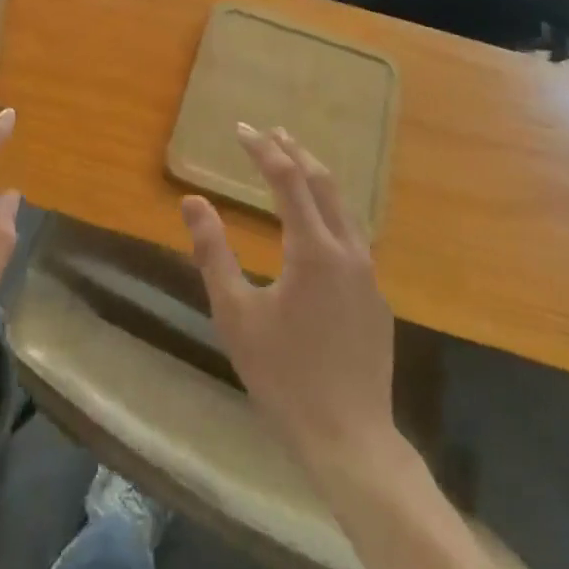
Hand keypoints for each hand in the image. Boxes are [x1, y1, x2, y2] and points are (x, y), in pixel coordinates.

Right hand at [182, 125, 395, 470]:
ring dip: (316, 180)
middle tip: (272, 132)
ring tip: (294, 165)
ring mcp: (368, 274)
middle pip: (323, 183)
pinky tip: (317, 226)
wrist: (350, 439)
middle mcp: (347, 250)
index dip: (263, 149)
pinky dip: (329, 212)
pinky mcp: (376, 298)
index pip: (286, 179)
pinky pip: (352, 237)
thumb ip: (213, 252)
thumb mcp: (235, 313)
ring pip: (343, 208)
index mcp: (312, 249)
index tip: (241, 128)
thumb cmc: (283, 375)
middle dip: (295, 152)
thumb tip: (192, 201)